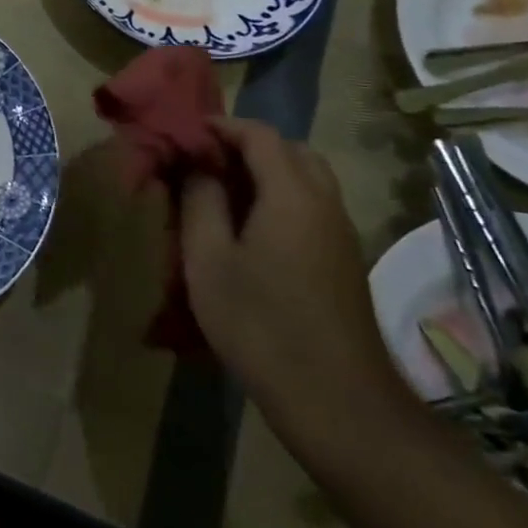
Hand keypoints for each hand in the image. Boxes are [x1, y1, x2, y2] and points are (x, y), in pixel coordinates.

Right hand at [178, 117, 408, 434]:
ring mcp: (340, 233)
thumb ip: (200, 201)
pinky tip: (248, 229)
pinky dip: (279, 197)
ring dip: (265, 172)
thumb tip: (196, 165)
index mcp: (292, 194)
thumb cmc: (260, 323)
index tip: (184, 133)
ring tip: (220, 192)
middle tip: (204, 161)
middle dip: (246, 145)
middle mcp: (325, 203)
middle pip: (291, 150)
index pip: (260, 135)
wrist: (336, 400)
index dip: (221, 126)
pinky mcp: (343, 260)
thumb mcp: (209, 259)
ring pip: (305, 179)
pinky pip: (311, 207)